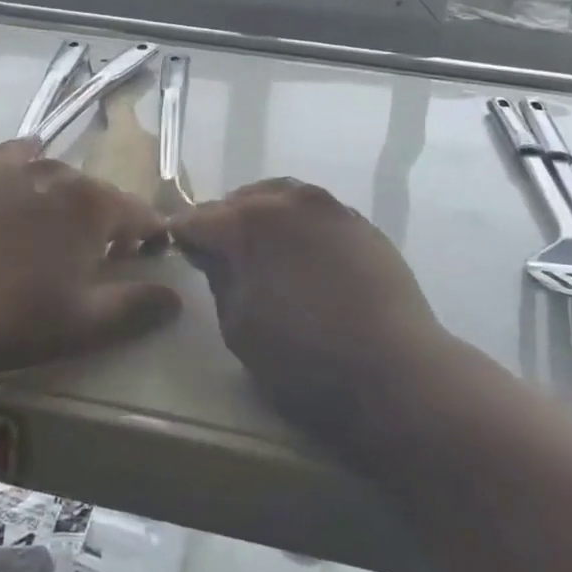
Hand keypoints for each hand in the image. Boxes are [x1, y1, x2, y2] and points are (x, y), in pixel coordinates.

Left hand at [0, 139, 180, 375]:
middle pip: (97, 194)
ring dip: (66, 199)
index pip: (139, 214)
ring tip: (56, 228)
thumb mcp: (80, 324)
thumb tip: (177, 296)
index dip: (150, 235)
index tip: (151, 254)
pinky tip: (24, 170)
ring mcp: (10, 168)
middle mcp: (57, 175)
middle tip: (98, 255)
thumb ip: (135, 307)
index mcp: (91, 207)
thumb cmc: (5, 317)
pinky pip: (11, 156)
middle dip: (107, 220)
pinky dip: (26, 162)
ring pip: (56, 176)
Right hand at [171, 179, 447, 453]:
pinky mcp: (361, 224)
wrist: (395, 372)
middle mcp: (289, 201)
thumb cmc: (303, 359)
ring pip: (282, 198)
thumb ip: (219, 278)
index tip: (176, 248)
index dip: (182, 235)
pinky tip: (303, 255)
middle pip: (240, 200)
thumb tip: (211, 252)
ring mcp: (331, 208)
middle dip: (223, 221)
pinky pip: (316, 213)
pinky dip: (298, 226)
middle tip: (217, 251)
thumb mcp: (238, 327)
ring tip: (260, 248)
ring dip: (262, 217)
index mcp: (249, 223)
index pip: (199, 219)